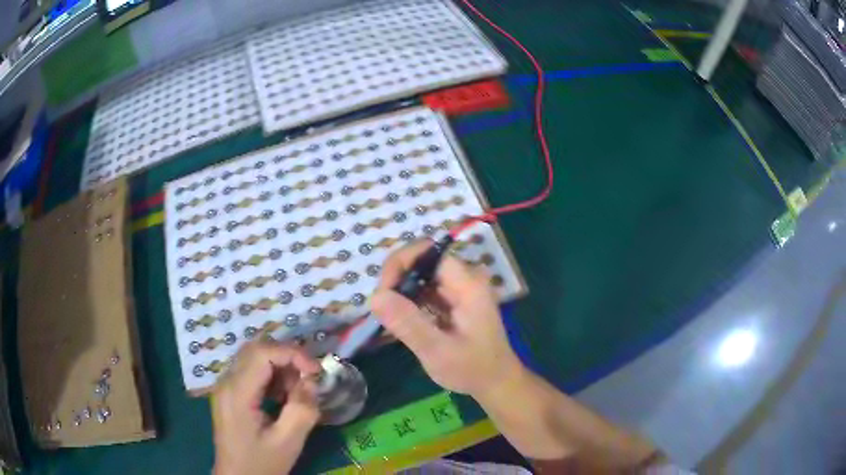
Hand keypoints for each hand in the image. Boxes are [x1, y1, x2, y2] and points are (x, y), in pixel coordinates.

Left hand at [212, 342, 321, 474]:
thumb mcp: (288, 442)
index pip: (262, 352)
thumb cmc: (261, 463)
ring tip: (296, 391)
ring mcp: (225, 386)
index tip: (316, 372)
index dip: (292, 354)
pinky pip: (250, 371)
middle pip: (256, 349)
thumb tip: (311, 382)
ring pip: (253, 357)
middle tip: (308, 378)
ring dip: (279, 366)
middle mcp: (226, 382)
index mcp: (237, 393)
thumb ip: (302, 410)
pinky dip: (271, 375)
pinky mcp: (229, 393)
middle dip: (286, 357)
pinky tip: (281, 396)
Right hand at [371, 240, 524, 398]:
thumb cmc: (473, 369)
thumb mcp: (438, 351)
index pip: (428, 252)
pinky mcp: (453, 301)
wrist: (496, 382)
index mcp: (467, 284)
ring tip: (389, 318)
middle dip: (397, 279)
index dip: (400, 264)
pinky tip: (401, 322)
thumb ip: (408, 324)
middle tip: (382, 310)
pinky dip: (409, 302)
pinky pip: (425, 290)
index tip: (384, 292)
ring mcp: (459, 290)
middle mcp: (464, 279)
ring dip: (401, 291)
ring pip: (421, 276)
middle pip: (422, 261)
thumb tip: (374, 296)